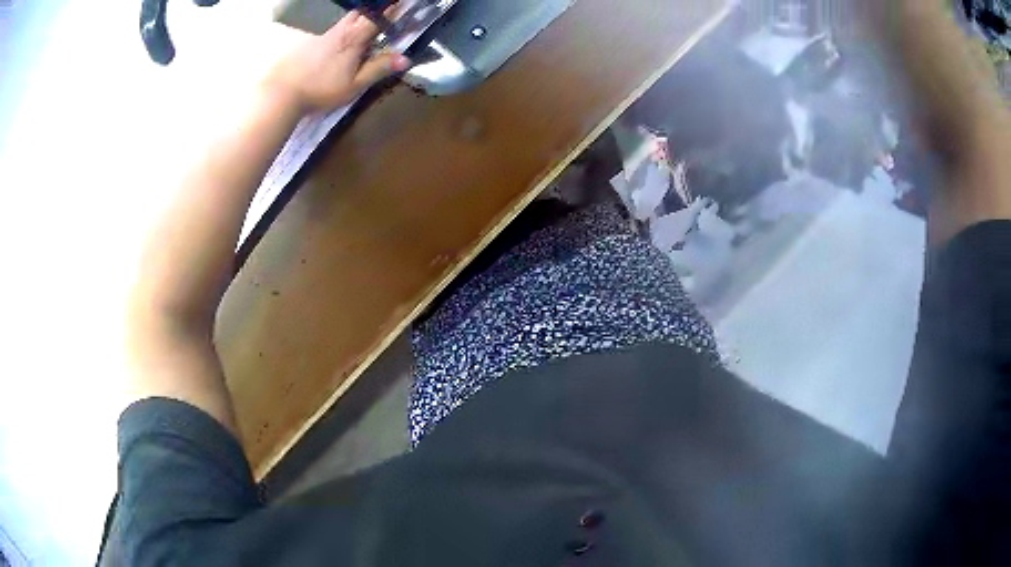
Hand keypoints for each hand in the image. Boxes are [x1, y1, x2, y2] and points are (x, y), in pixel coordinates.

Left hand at [261, 10, 410, 114]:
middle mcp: (339, 32)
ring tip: (359, 38)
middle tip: (380, 19)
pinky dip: (337, 36)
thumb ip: (379, 69)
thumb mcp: (354, 84)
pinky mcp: (307, 44)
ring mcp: (321, 36)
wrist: (282, 93)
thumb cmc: (321, 90)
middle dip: (372, 13)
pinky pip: (329, 33)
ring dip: (355, 23)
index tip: (401, 4)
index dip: (391, 9)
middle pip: (359, 13)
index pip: (378, 17)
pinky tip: (332, 52)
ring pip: (343, 22)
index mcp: (354, 39)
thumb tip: (406, 59)